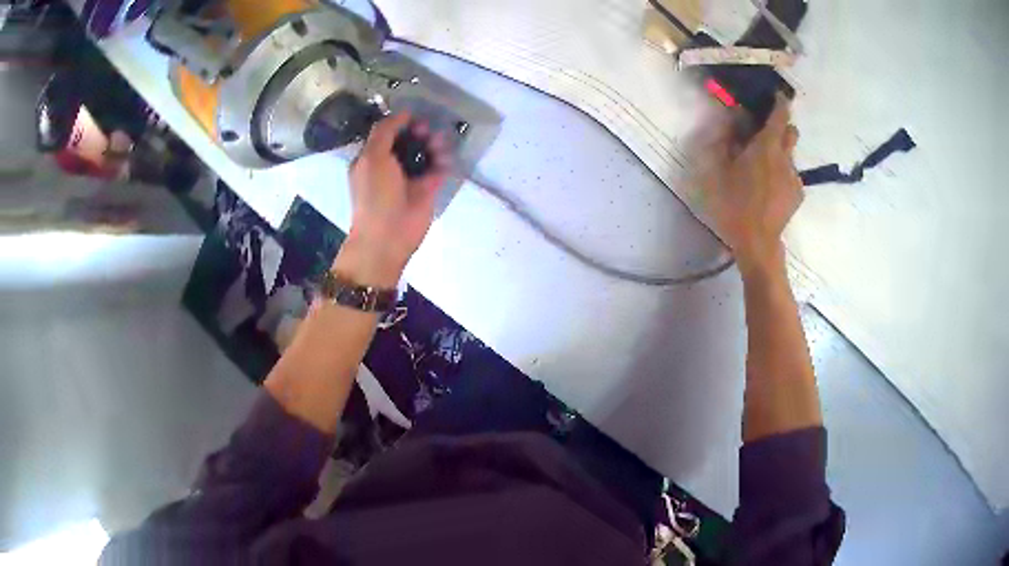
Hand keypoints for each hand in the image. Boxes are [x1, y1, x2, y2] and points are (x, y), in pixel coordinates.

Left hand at [334, 113, 449, 286]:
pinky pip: (439, 168)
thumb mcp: (372, 156)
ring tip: (438, 145)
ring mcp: (411, 178)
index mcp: (372, 158)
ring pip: (426, 152)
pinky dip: (444, 160)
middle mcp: (391, 166)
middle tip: (426, 130)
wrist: (389, 235)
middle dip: (419, 131)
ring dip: (434, 143)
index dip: (400, 123)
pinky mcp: (428, 189)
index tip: (413, 117)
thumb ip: (385, 131)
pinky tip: (445, 158)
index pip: (387, 133)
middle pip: (409, 140)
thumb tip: (403, 113)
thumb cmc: (375, 194)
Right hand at [698, 95, 802, 275]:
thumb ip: (725, 140)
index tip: (775, 95)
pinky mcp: (798, 195)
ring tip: (763, 170)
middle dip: (782, 127)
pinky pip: (791, 175)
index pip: (779, 115)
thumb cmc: (734, 204)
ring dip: (779, 153)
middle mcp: (785, 158)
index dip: (779, 102)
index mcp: (766, 147)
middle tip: (765, 135)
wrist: (758, 242)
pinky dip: (782, 174)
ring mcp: (794, 177)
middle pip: (791, 132)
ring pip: (790, 155)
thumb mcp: (718, 170)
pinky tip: (770, 189)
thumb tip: (730, 120)